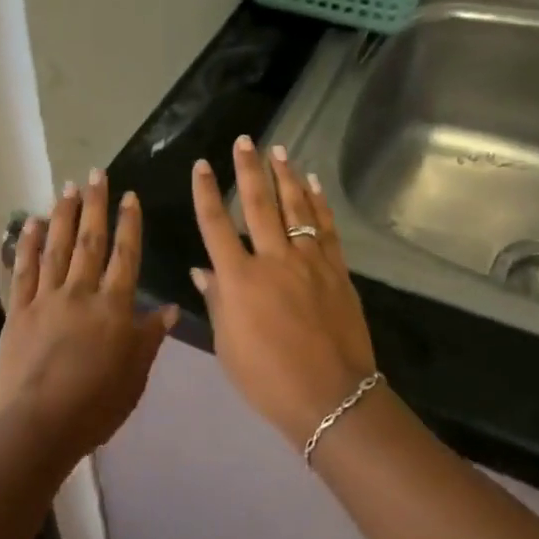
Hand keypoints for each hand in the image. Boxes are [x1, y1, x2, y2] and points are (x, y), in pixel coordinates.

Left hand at [0, 171, 177, 463]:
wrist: (37, 425)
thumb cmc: (95, 407)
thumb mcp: (135, 376)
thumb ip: (149, 338)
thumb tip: (170, 308)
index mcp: (113, 308)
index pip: (125, 256)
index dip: (129, 224)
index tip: (129, 196)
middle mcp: (81, 293)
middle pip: (90, 241)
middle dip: (95, 205)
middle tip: (96, 174)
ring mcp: (46, 299)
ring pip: (57, 248)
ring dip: (63, 215)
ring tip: (68, 187)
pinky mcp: (18, 311)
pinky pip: (24, 271)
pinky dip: (28, 245)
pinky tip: (31, 224)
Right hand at [192, 137, 376, 449]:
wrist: (332, 398)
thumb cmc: (268, 379)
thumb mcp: (228, 346)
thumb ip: (216, 301)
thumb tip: (202, 269)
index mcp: (239, 279)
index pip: (216, 225)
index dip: (206, 192)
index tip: (202, 165)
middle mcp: (272, 260)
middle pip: (258, 204)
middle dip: (249, 169)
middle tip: (245, 141)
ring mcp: (308, 262)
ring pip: (295, 208)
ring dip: (286, 176)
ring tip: (279, 150)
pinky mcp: (336, 270)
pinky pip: (326, 228)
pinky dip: (319, 203)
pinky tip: (314, 183)